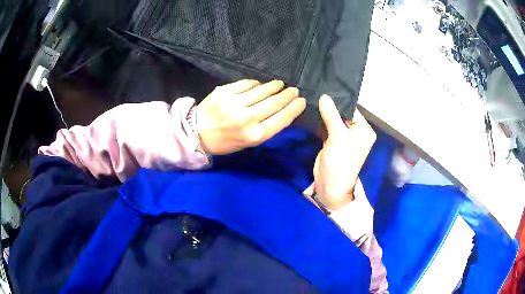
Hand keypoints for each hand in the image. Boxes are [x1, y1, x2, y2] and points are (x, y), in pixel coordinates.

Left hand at [196, 79, 305, 154]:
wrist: (197, 133)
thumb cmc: (225, 141)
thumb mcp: (248, 142)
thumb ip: (266, 127)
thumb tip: (282, 109)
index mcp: (255, 135)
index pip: (282, 118)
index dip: (294, 108)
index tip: (301, 101)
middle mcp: (247, 119)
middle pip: (274, 103)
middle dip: (287, 95)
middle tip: (293, 90)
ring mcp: (235, 103)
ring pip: (262, 90)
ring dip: (274, 86)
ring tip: (280, 84)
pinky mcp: (224, 92)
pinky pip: (246, 84)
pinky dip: (255, 83)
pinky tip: (260, 84)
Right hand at [312, 95, 375, 209]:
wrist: (331, 185)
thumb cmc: (341, 160)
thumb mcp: (338, 136)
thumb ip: (331, 114)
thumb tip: (324, 96)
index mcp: (363, 130)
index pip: (351, 109)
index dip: (339, 99)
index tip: (325, 87)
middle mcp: (355, 132)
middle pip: (342, 114)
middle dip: (330, 105)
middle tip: (316, 89)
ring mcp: (343, 137)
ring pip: (333, 120)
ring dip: (324, 113)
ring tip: (312, 96)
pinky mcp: (332, 141)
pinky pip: (327, 127)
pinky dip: (320, 121)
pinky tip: (311, 110)